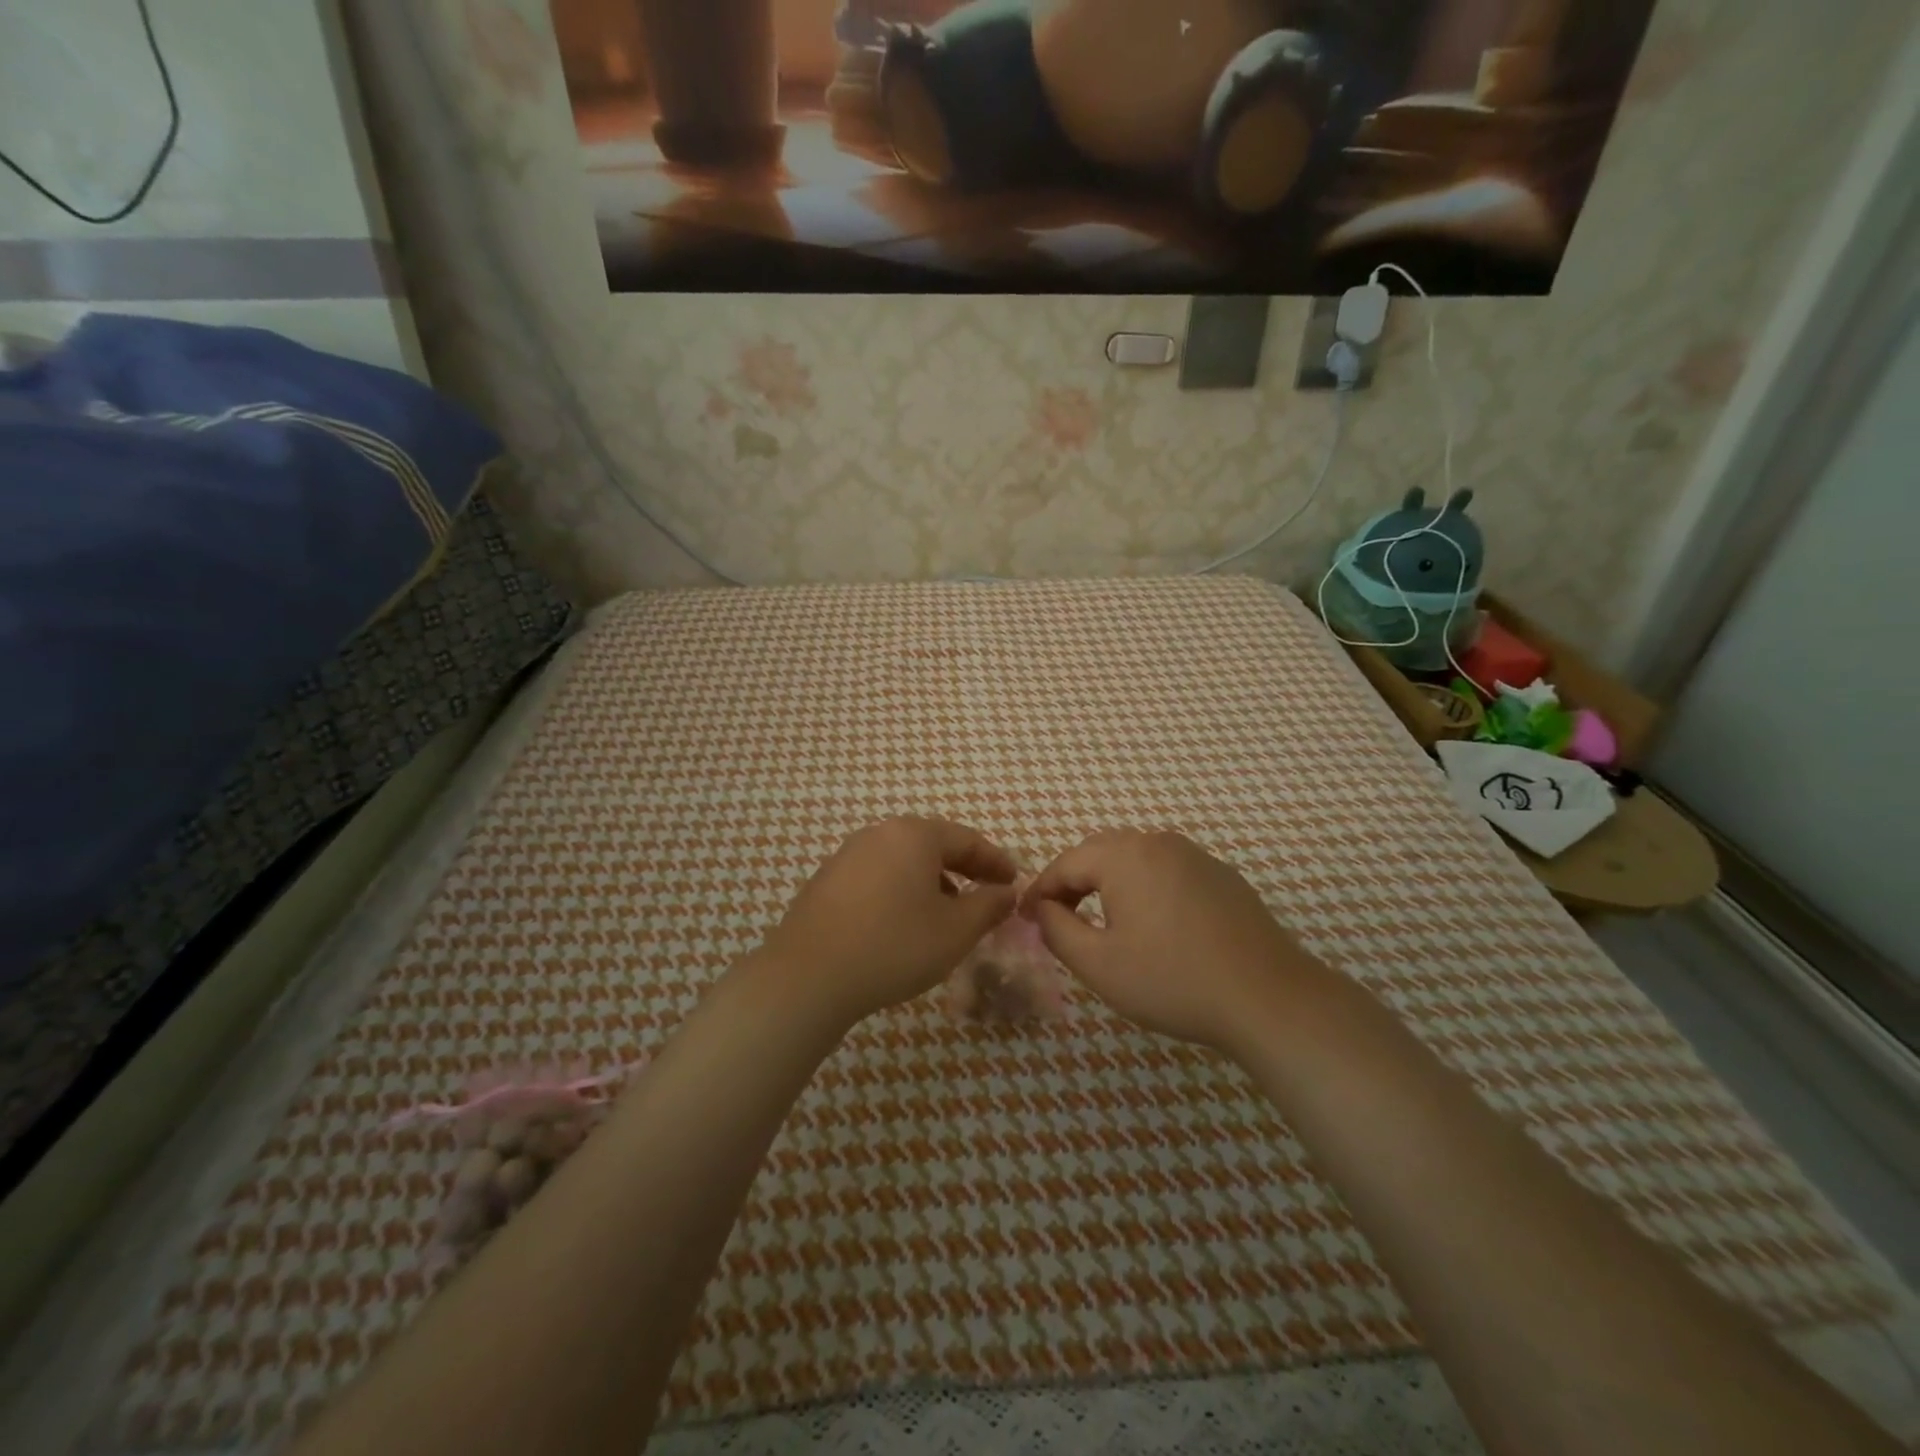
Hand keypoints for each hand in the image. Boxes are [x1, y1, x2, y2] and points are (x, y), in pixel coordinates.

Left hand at [756, 817, 1017, 1028]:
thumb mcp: (955, 931)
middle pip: (933, 845)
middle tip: (987, 894)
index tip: (1014, 881)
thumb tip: (1007, 892)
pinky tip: (904, 923)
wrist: (808, 976)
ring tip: (948, 914)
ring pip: (904, 861)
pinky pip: (878, 876)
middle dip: (964, 869)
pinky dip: (902, 891)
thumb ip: (989, 906)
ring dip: (933, 882)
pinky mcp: (827, 880)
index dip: (995, 861)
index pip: (966, 839)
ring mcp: (848, 855)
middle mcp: (879, 834)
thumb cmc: (894, 946)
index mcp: (914, 835)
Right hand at [1023, 829, 1322, 1052]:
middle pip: (1100, 852)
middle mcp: (1158, 843)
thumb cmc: (1172, 980)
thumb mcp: (1098, 964)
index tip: (1024, 918)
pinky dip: (1145, 887)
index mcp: (1124, 856)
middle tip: (1057, 917)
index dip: (1040, 890)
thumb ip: (1056, 929)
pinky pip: (1167, 870)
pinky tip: (1153, 923)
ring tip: (1100, 919)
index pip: (1065, 863)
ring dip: (1109, 881)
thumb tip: (1041, 907)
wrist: (1267, 997)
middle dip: (1072, 881)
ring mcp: (1195, 856)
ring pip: (1136, 858)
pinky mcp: (1221, 875)